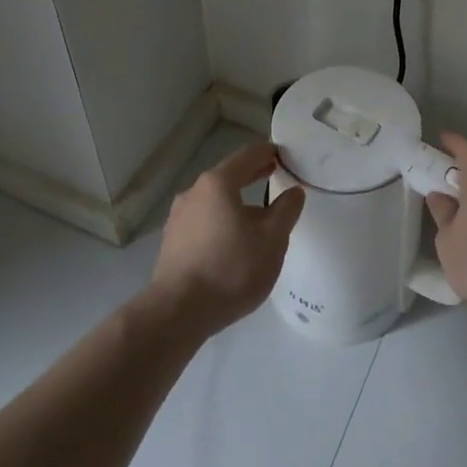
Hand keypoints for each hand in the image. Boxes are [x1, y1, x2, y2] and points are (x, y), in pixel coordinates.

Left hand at [150, 141, 304, 334]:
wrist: (176, 313)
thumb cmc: (230, 269)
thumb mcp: (272, 240)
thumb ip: (286, 211)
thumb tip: (294, 192)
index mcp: (218, 183)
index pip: (248, 155)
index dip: (269, 152)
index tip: (285, 156)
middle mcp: (194, 192)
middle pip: (229, 176)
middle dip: (253, 174)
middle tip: (274, 174)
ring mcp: (179, 218)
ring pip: (215, 200)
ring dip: (237, 201)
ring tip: (258, 216)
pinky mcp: (172, 242)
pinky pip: (203, 221)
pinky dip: (221, 220)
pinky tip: (233, 241)